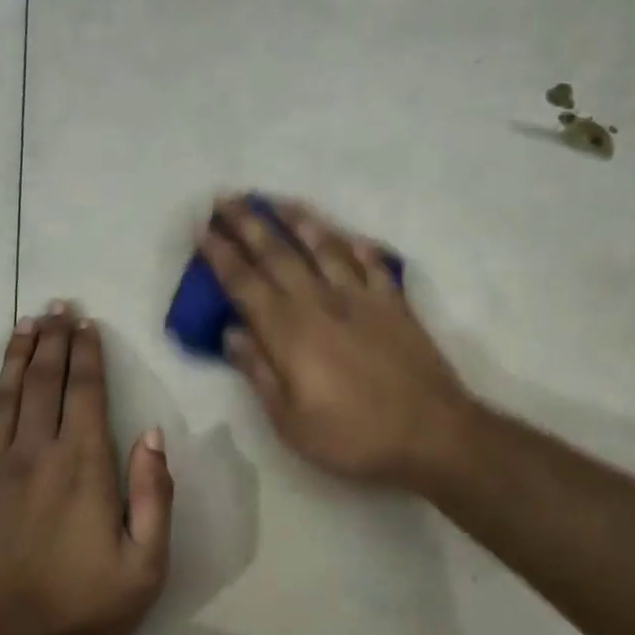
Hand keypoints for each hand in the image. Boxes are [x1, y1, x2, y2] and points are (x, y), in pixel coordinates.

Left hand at [0, 303, 173, 634]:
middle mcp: (33, 455)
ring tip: (23, 324)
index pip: (85, 392)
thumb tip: (151, 435)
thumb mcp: (146, 564)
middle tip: (56, 307)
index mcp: (82, 465)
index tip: (86, 323)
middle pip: (43, 382)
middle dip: (52, 340)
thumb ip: (153, 494)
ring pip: (2, 398)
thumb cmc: (84, 612)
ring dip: (14, 357)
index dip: (87, 353)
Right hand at [198, 196, 475, 489]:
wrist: (432, 433)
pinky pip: (372, 263)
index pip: (244, 283)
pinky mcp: (394, 302)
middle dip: (248, 223)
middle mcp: (320, 301)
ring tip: (276, 200)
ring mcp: (361, 296)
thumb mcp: (290, 421)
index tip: (203, 228)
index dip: (221, 254)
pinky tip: (348, 235)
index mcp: (289, 331)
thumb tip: (231, 332)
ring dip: (297, 220)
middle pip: (277, 253)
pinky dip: (358, 245)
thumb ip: (258, 372)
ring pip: (324, 246)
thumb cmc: (353, 436)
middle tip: (226, 198)